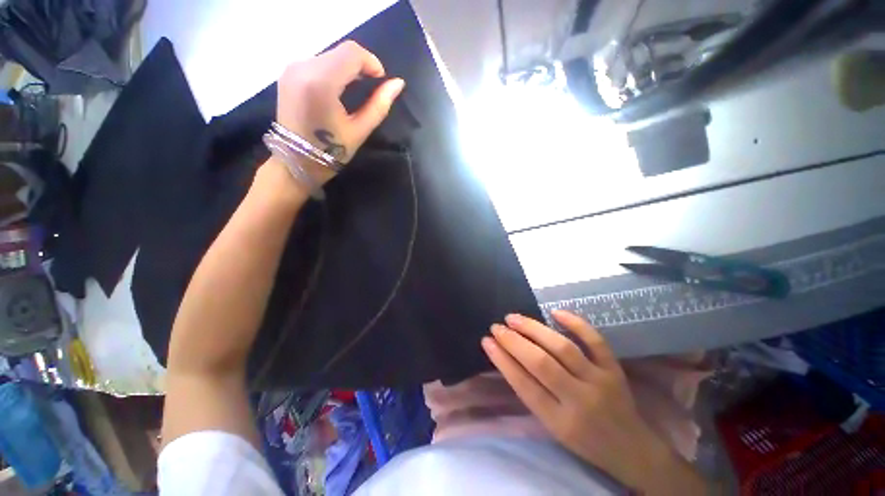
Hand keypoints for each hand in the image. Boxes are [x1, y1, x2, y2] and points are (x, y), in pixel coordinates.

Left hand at [275, 40, 404, 183]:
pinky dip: (333, 70)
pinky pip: (317, 62)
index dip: (371, 62)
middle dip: (360, 66)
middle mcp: (303, 67)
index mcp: (321, 82)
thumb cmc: (331, 151)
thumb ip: (379, 105)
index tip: (381, 81)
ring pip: (329, 54)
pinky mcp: (288, 73)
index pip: (351, 52)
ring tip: (355, 90)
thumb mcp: (360, 130)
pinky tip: (338, 89)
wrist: (295, 161)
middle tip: (370, 88)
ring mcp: (292, 68)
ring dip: (346, 68)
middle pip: (340, 51)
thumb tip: (398, 84)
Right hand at [482, 311, 705, 493]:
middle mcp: (580, 400)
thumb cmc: (584, 441)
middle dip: (514, 341)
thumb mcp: (552, 427)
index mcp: (560, 421)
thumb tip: (507, 358)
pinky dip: (575, 322)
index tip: (487, 341)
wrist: (631, 448)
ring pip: (563, 347)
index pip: (524, 384)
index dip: (502, 360)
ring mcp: (600, 381)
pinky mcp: (614, 369)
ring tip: (514, 318)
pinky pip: (595, 341)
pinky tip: (554, 311)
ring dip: (534, 329)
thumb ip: (532, 394)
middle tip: (497, 326)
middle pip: (541, 363)